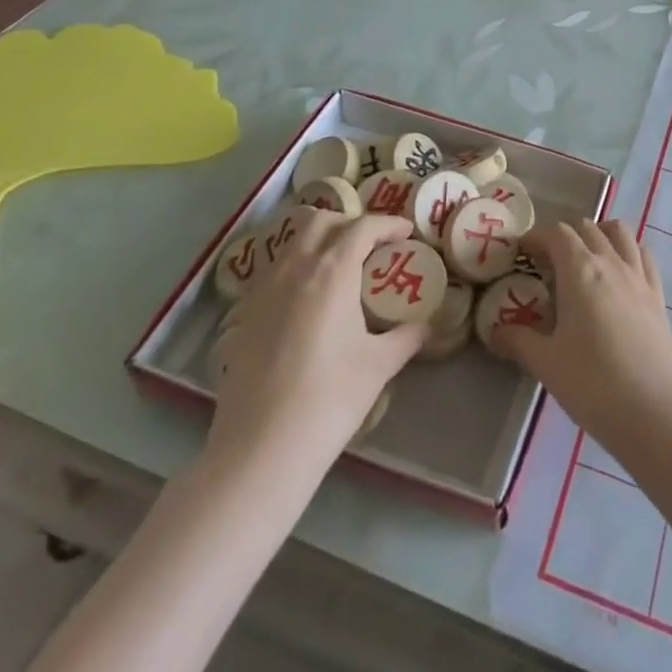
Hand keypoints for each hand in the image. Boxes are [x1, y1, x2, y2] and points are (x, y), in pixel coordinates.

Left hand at [206, 209, 425, 474]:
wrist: (259, 450)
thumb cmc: (329, 400)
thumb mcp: (379, 366)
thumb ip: (406, 337)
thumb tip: (425, 325)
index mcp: (332, 270)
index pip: (363, 226)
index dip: (388, 224)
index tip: (407, 234)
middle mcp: (295, 268)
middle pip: (322, 220)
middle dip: (350, 223)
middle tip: (372, 246)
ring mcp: (264, 289)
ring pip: (293, 241)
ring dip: (321, 240)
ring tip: (341, 267)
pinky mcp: (246, 313)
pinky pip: (275, 269)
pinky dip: (297, 266)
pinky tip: (310, 298)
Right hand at [494, 218, 671, 458]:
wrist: (656, 412)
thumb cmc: (594, 384)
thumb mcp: (546, 364)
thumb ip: (518, 341)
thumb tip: (495, 331)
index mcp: (580, 270)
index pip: (557, 233)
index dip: (536, 237)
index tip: (522, 254)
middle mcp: (611, 262)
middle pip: (587, 228)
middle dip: (563, 236)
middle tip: (546, 263)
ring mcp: (639, 276)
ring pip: (619, 233)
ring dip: (598, 235)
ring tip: (584, 259)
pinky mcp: (658, 295)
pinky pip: (642, 255)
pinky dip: (627, 252)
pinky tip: (619, 274)